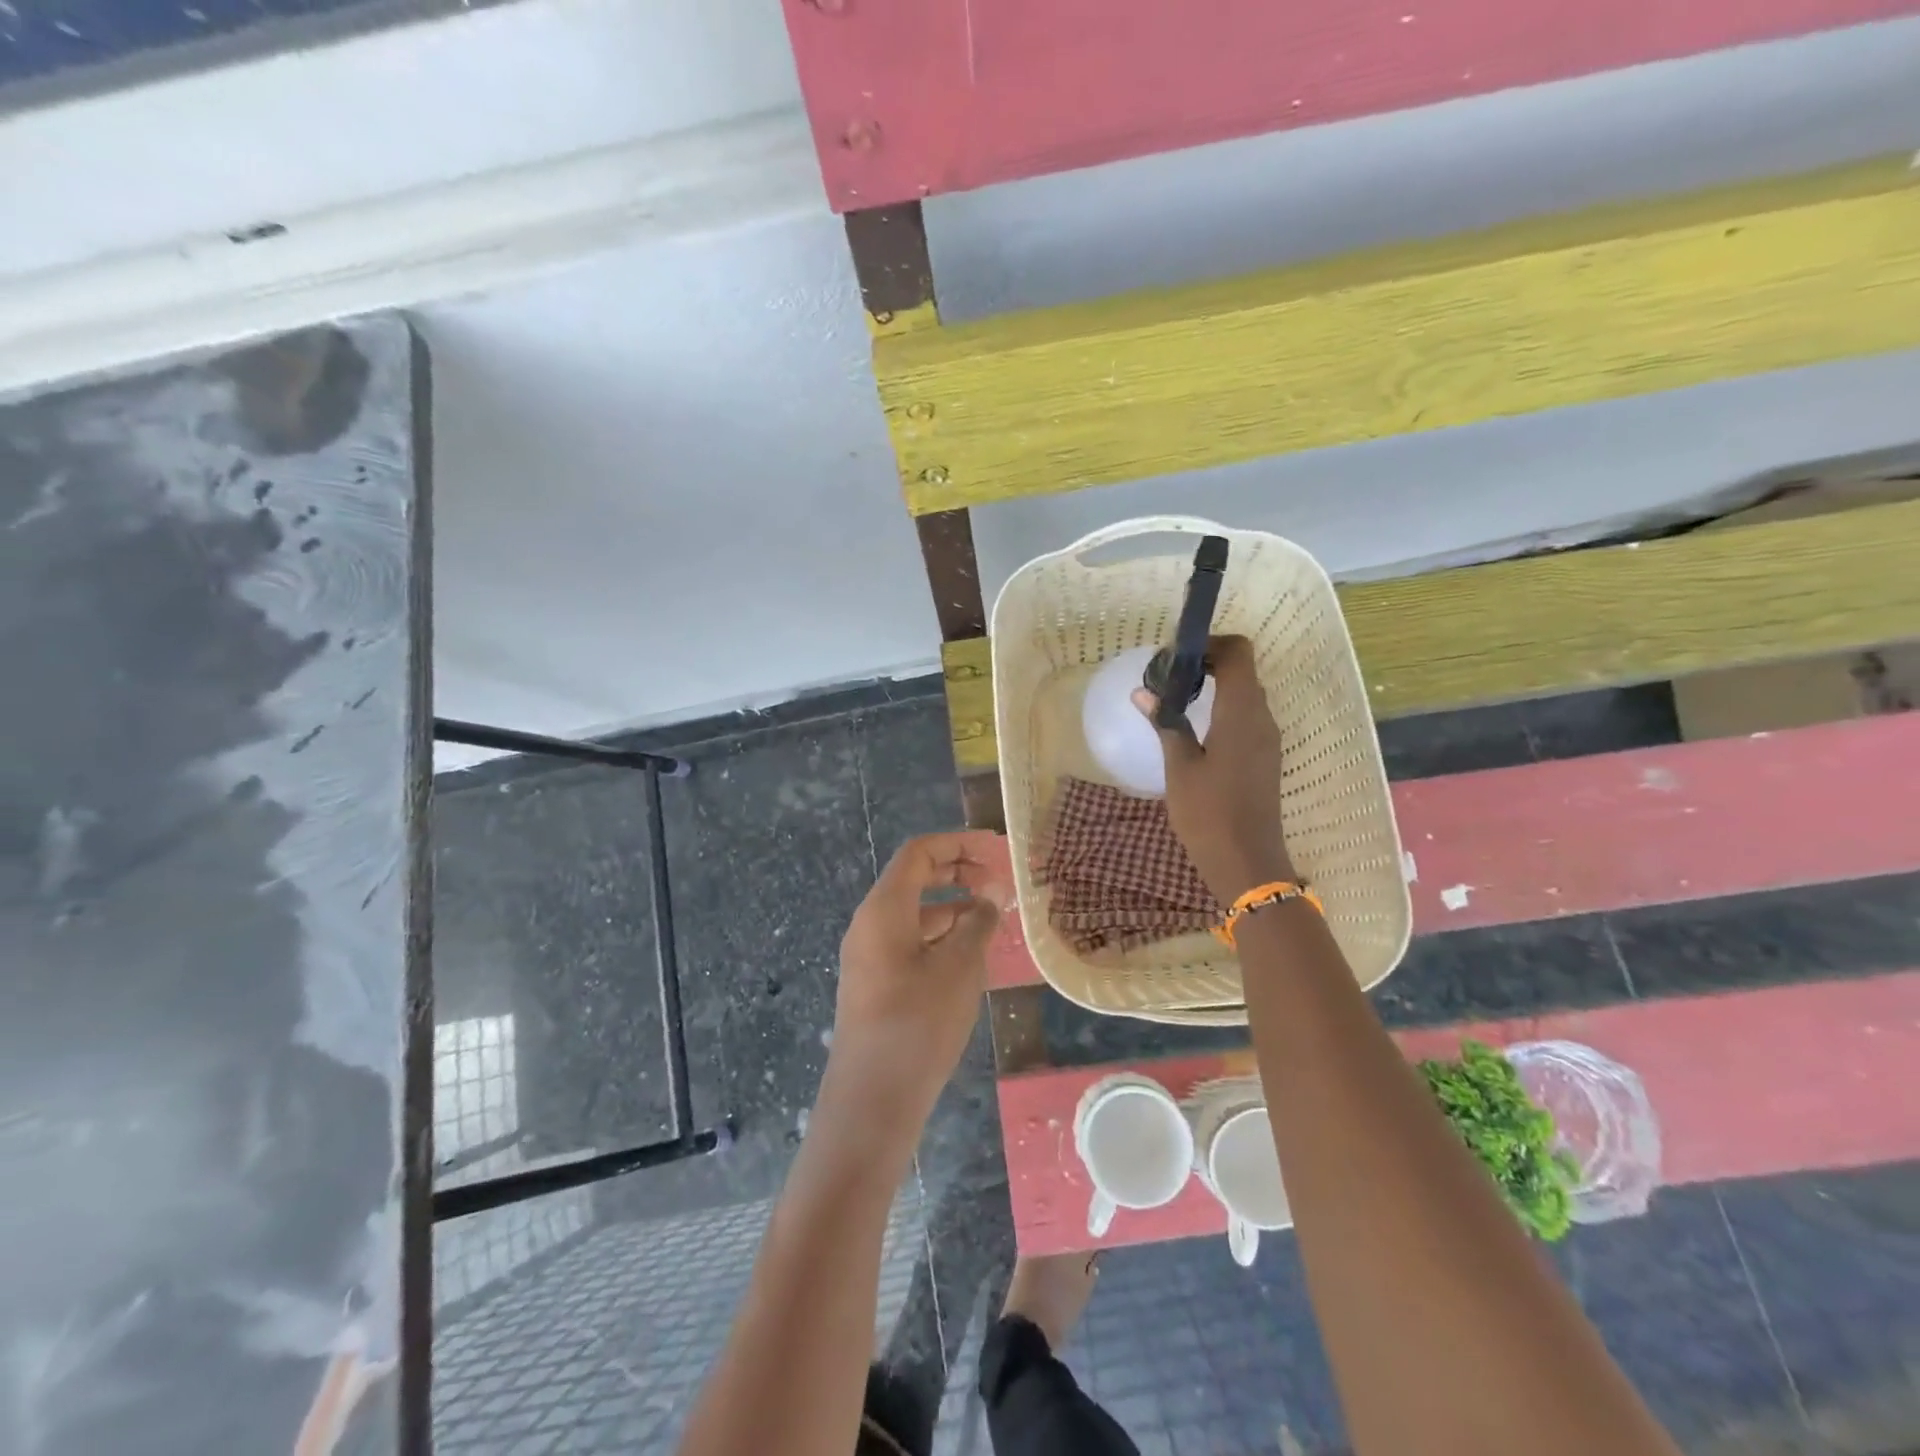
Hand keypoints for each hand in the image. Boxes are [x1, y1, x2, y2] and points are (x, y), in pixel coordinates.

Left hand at [822, 831, 1013, 1147]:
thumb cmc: (918, 1024)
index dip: (958, 843)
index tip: (996, 849)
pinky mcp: (875, 983)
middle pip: (914, 878)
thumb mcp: (959, 968)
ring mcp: (869, 954)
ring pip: (914, 912)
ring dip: (952, 906)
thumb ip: (978, 923)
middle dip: (957, 871)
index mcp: (884, 908)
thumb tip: (990, 895)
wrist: (872, 1101)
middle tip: (998, 881)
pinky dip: (941, 935)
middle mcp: (870, 923)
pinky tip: (970, 953)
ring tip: (993, 918)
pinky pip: (909, 941)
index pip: (919, 853)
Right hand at [1133, 635, 1293, 903]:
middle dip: (1206, 664)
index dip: (1208, 644)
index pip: (1237, 653)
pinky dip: (1222, 710)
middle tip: (1167, 678)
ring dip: (1214, 687)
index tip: (1175, 657)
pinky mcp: (1265, 756)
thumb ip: (1166, 723)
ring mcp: (1268, 738)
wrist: (1247, 863)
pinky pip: (1246, 717)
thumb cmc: (1209, 814)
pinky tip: (1193, 730)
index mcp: (1242, 713)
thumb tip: (1144, 692)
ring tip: (1174, 702)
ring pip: (1244, 694)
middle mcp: (1262, 718)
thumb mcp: (1179, 767)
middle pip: (1242, 670)